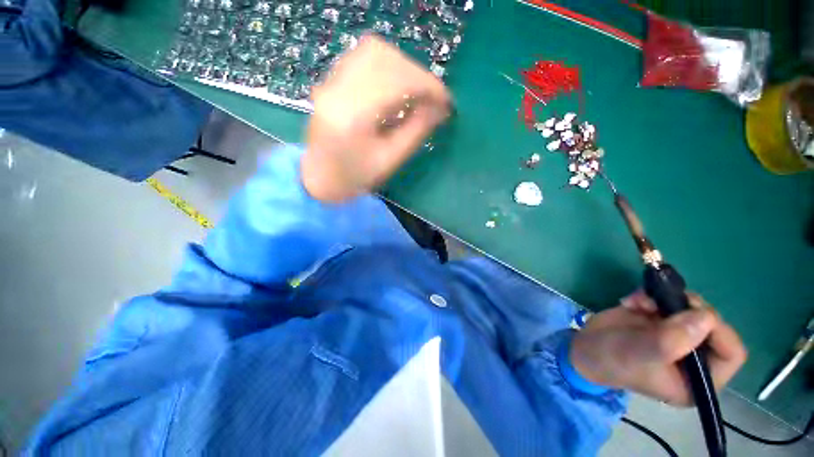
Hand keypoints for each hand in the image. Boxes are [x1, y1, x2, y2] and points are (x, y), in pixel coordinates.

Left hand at [302, 35, 451, 202]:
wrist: (319, 178)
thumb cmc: (355, 177)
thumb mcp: (389, 160)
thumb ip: (416, 132)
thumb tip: (440, 109)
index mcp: (353, 116)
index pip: (396, 81)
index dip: (427, 86)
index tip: (446, 100)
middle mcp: (338, 89)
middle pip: (385, 58)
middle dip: (417, 75)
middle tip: (431, 98)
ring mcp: (331, 81)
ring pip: (374, 51)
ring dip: (403, 67)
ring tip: (416, 93)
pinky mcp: (331, 80)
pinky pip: (363, 57)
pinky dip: (387, 66)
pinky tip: (396, 86)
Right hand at [570, 292, 746, 404]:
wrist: (585, 347)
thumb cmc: (612, 359)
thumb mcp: (639, 354)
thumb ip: (671, 340)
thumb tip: (706, 316)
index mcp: (699, 379)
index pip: (731, 353)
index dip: (719, 331)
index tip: (691, 313)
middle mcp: (695, 357)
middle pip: (712, 325)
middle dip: (688, 309)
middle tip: (662, 301)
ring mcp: (679, 336)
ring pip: (691, 308)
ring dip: (666, 299)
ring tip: (640, 301)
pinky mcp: (662, 319)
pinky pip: (669, 300)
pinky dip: (651, 295)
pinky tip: (632, 301)